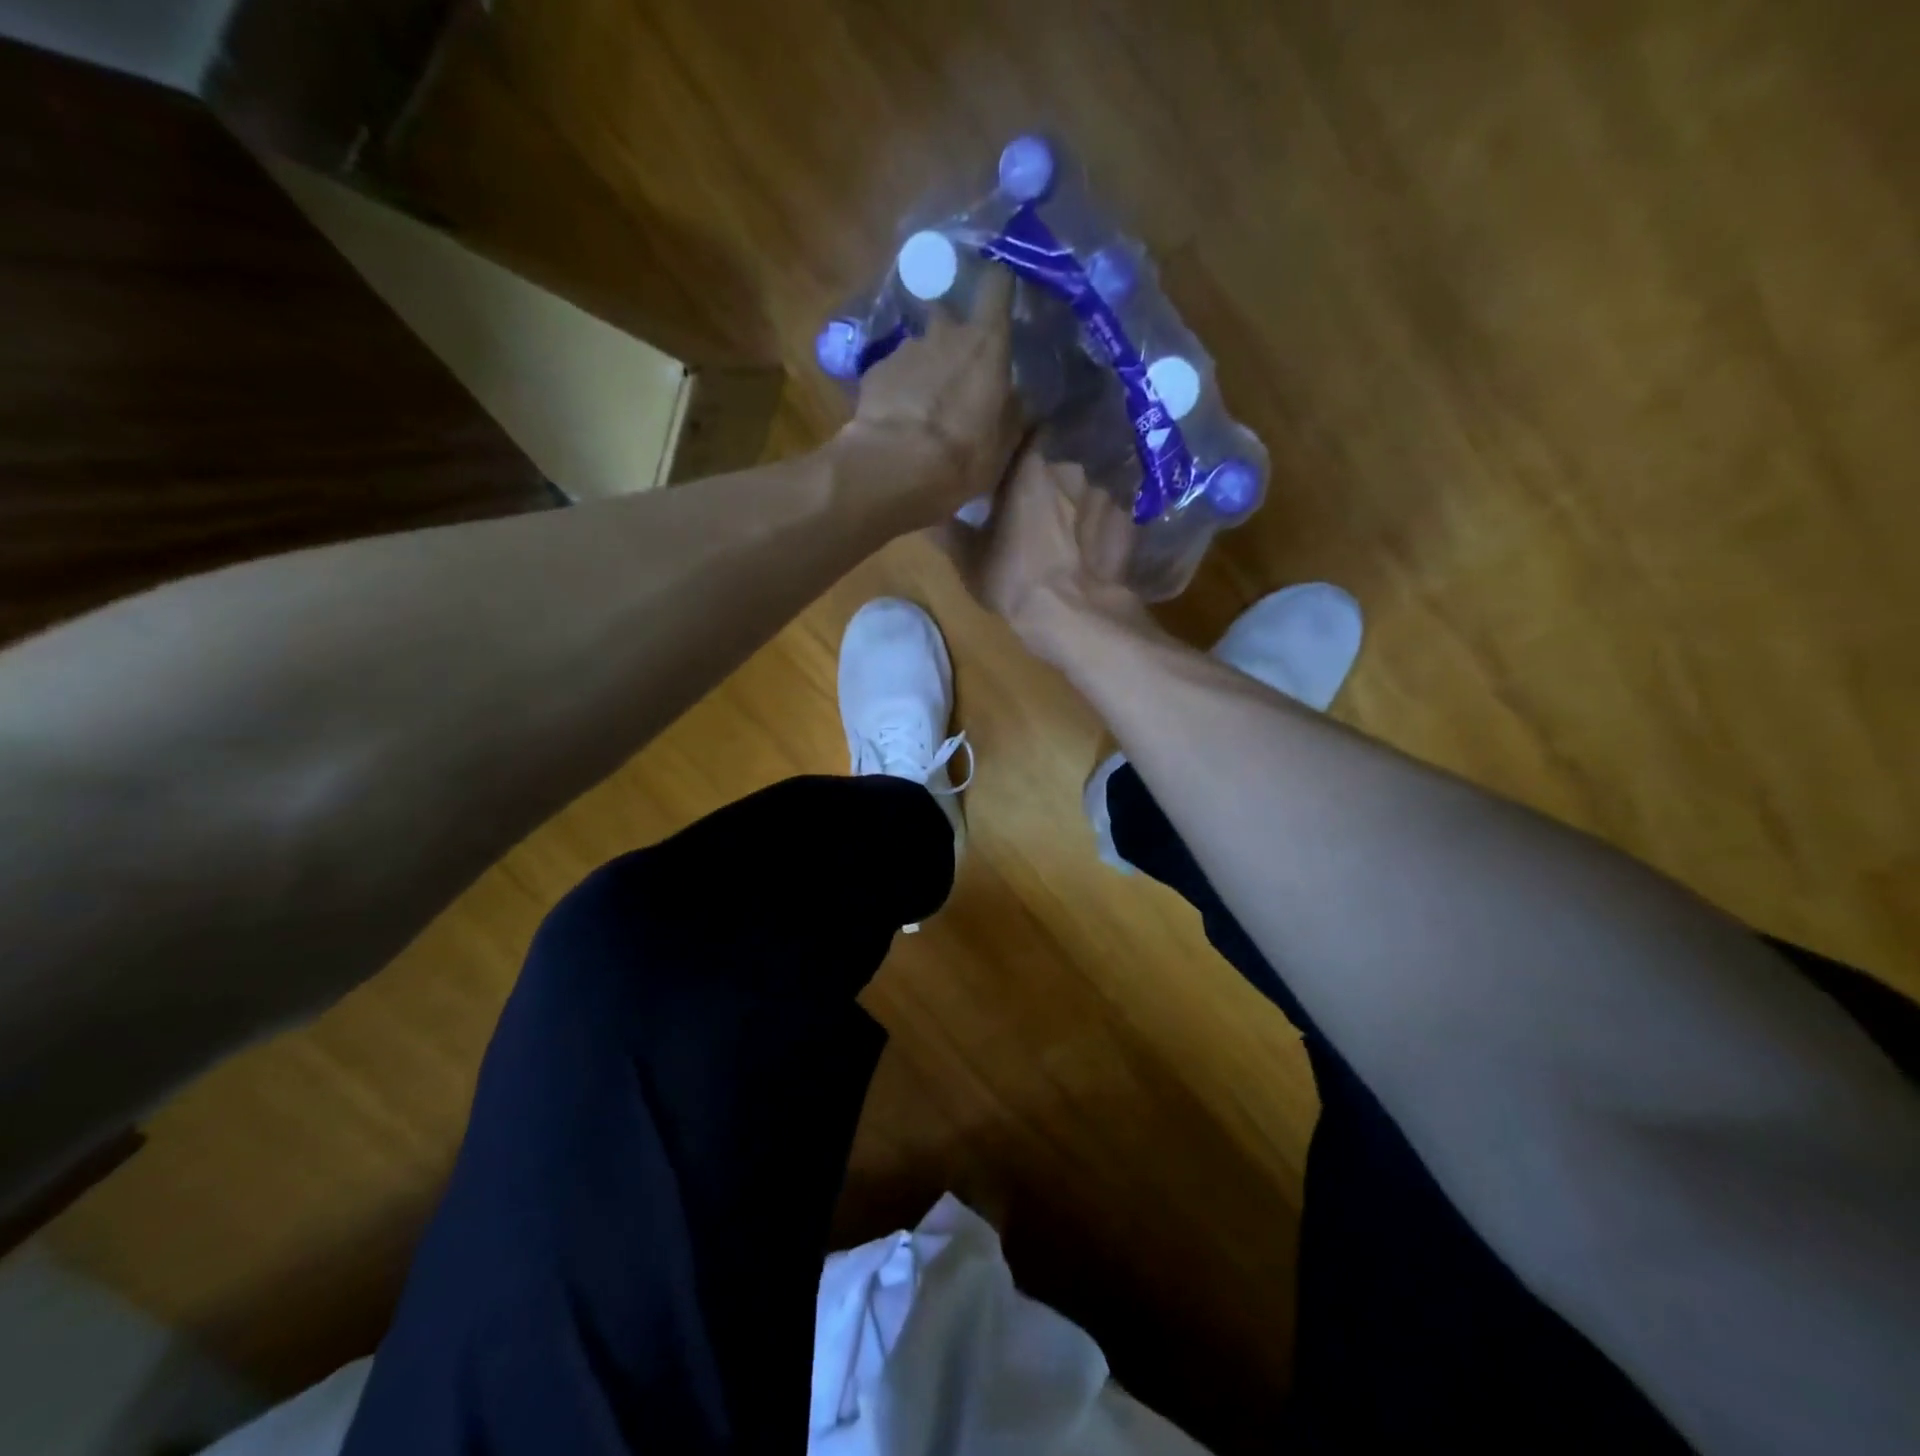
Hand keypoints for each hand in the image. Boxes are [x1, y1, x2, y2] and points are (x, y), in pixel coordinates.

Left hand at [836, 268, 1020, 523]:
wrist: (897, 467)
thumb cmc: (964, 455)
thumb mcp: (1004, 443)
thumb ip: (1013, 412)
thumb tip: (1017, 399)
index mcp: (985, 343)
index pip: (997, 286)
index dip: (998, 285)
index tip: (1000, 290)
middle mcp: (945, 333)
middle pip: (948, 315)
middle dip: (951, 333)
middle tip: (955, 369)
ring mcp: (905, 350)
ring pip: (918, 348)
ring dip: (922, 368)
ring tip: (921, 406)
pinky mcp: (874, 372)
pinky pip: (892, 374)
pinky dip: (896, 389)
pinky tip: (896, 418)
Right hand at [946, 440, 1150, 664]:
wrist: (1076, 615)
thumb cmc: (1015, 580)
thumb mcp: (968, 558)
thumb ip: (946, 528)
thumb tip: (925, 511)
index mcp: (1030, 461)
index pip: (1024, 426)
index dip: (1014, 439)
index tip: (1005, 455)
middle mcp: (1073, 462)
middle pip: (1059, 450)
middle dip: (1046, 467)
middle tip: (1033, 492)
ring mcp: (1106, 487)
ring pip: (1086, 479)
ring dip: (1075, 493)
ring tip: (1065, 519)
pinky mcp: (1129, 515)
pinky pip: (1108, 507)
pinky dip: (1099, 519)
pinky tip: (1091, 541)